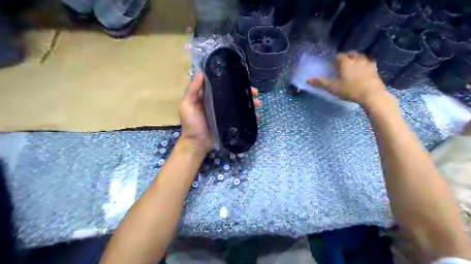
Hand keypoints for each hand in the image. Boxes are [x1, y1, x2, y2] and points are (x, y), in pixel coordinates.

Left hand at [179, 71, 260, 154]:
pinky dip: (250, 116)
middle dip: (246, 92)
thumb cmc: (191, 123)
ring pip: (240, 105)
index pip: (222, 85)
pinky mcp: (230, 123)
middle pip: (234, 94)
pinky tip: (257, 115)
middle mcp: (219, 103)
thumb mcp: (187, 104)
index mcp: (209, 96)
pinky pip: (242, 117)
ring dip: (250, 103)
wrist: (197, 143)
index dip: (233, 81)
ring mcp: (226, 113)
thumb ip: (193, 89)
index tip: (242, 79)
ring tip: (258, 103)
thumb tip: (201, 71)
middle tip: (255, 92)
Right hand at [308, 51, 387, 105]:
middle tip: (342, 64)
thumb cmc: (350, 90)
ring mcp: (368, 63)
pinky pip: (369, 62)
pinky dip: (364, 64)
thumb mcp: (333, 87)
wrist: (371, 95)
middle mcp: (357, 59)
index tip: (332, 65)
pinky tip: (363, 70)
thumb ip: (321, 83)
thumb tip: (307, 80)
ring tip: (352, 66)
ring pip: (361, 57)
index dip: (335, 60)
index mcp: (346, 62)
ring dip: (356, 59)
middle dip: (346, 57)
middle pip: (351, 54)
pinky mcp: (375, 69)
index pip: (339, 56)